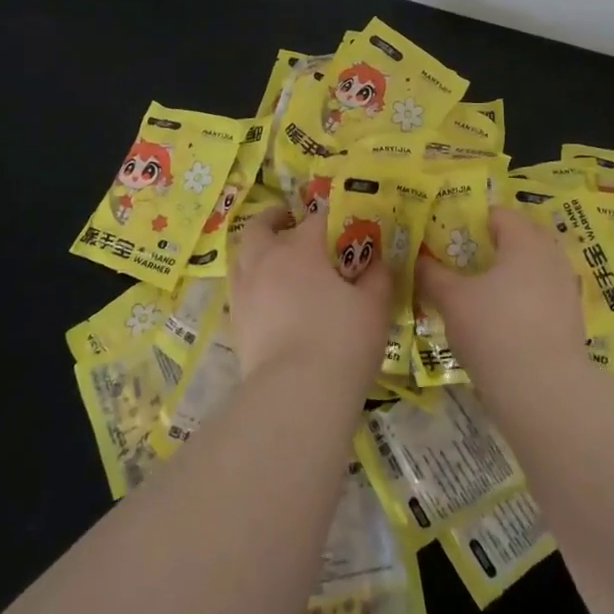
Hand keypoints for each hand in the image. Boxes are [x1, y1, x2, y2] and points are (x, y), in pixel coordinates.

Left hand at [228, 207, 393, 384]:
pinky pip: (239, 290)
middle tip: (290, 223)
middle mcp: (265, 261)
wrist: (296, 395)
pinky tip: (268, 299)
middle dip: (275, 220)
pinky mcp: (235, 324)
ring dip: (256, 250)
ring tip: (274, 260)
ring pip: (241, 257)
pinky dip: (251, 284)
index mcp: (300, 248)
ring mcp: (244, 293)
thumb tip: (378, 262)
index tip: (346, 226)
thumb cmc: (341, 340)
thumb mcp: (374, 306)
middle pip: (261, 227)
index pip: (317, 219)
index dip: (333, 218)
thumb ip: (377, 277)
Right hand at [416, 207, 584, 392]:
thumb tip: (419, 259)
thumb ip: (433, 274)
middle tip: (460, 265)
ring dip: (507, 275)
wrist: (544, 390)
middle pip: (519, 239)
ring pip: (531, 268)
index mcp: (525, 241)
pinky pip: (541, 294)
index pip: (498, 215)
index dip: (470, 222)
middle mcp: (551, 256)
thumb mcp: (452, 300)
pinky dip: (521, 299)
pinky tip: (500, 321)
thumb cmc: (494, 330)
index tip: (447, 239)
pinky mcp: (571, 318)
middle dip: (490, 248)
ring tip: (478, 294)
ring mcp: (566, 288)